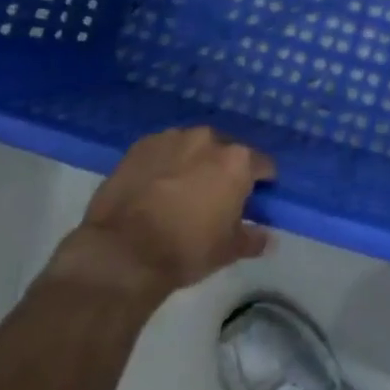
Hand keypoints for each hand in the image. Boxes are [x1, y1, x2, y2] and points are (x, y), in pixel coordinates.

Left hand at [45, 128, 275, 305]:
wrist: (121, 251)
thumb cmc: (186, 249)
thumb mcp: (229, 251)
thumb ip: (254, 238)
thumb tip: (268, 238)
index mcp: (237, 161)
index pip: (263, 165)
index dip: (262, 183)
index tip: (253, 201)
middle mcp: (208, 139)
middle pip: (226, 152)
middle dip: (224, 170)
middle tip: (214, 198)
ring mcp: (172, 138)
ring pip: (193, 148)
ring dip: (193, 163)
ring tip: (181, 191)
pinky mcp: (140, 145)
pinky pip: (163, 151)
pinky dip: (164, 164)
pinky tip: (154, 188)